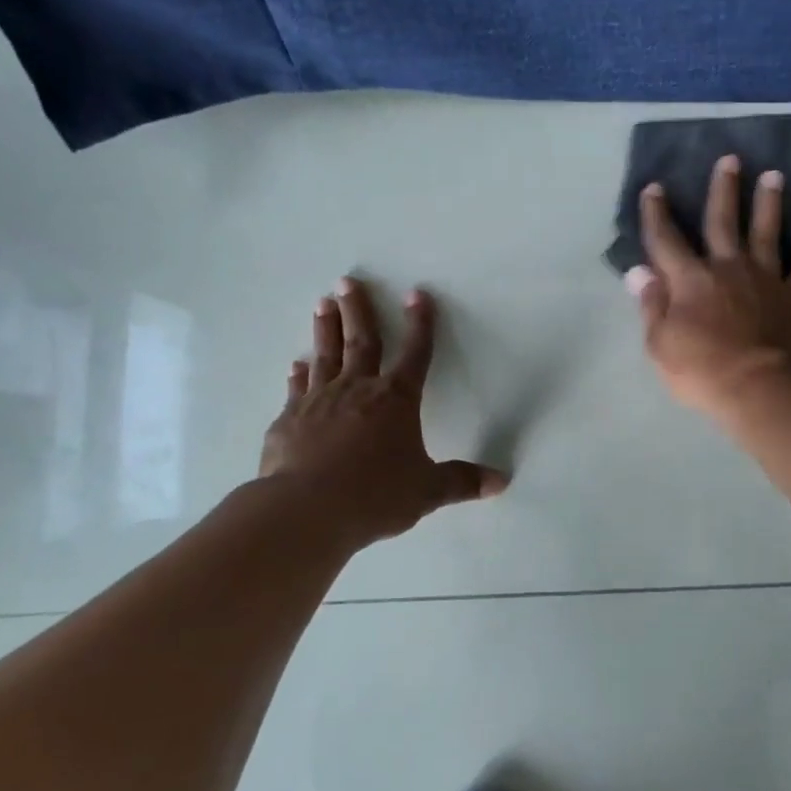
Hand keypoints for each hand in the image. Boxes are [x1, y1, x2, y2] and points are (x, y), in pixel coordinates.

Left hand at [258, 278, 505, 548]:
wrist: (306, 509)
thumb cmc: (375, 495)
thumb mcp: (426, 491)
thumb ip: (461, 481)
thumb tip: (501, 481)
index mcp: (397, 400)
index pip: (415, 354)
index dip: (420, 324)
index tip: (417, 294)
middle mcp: (358, 390)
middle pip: (362, 341)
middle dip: (359, 310)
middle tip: (348, 281)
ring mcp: (319, 401)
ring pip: (326, 356)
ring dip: (326, 328)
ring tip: (324, 304)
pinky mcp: (289, 420)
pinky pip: (298, 389)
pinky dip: (300, 374)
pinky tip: (296, 365)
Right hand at [625, 154, 790, 416]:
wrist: (760, 388)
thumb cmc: (702, 371)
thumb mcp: (660, 344)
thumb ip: (651, 305)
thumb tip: (639, 271)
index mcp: (690, 280)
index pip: (666, 240)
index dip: (657, 214)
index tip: (654, 188)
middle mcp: (728, 268)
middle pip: (723, 222)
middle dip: (723, 189)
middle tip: (730, 159)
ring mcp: (765, 279)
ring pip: (767, 233)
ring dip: (770, 203)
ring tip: (775, 176)